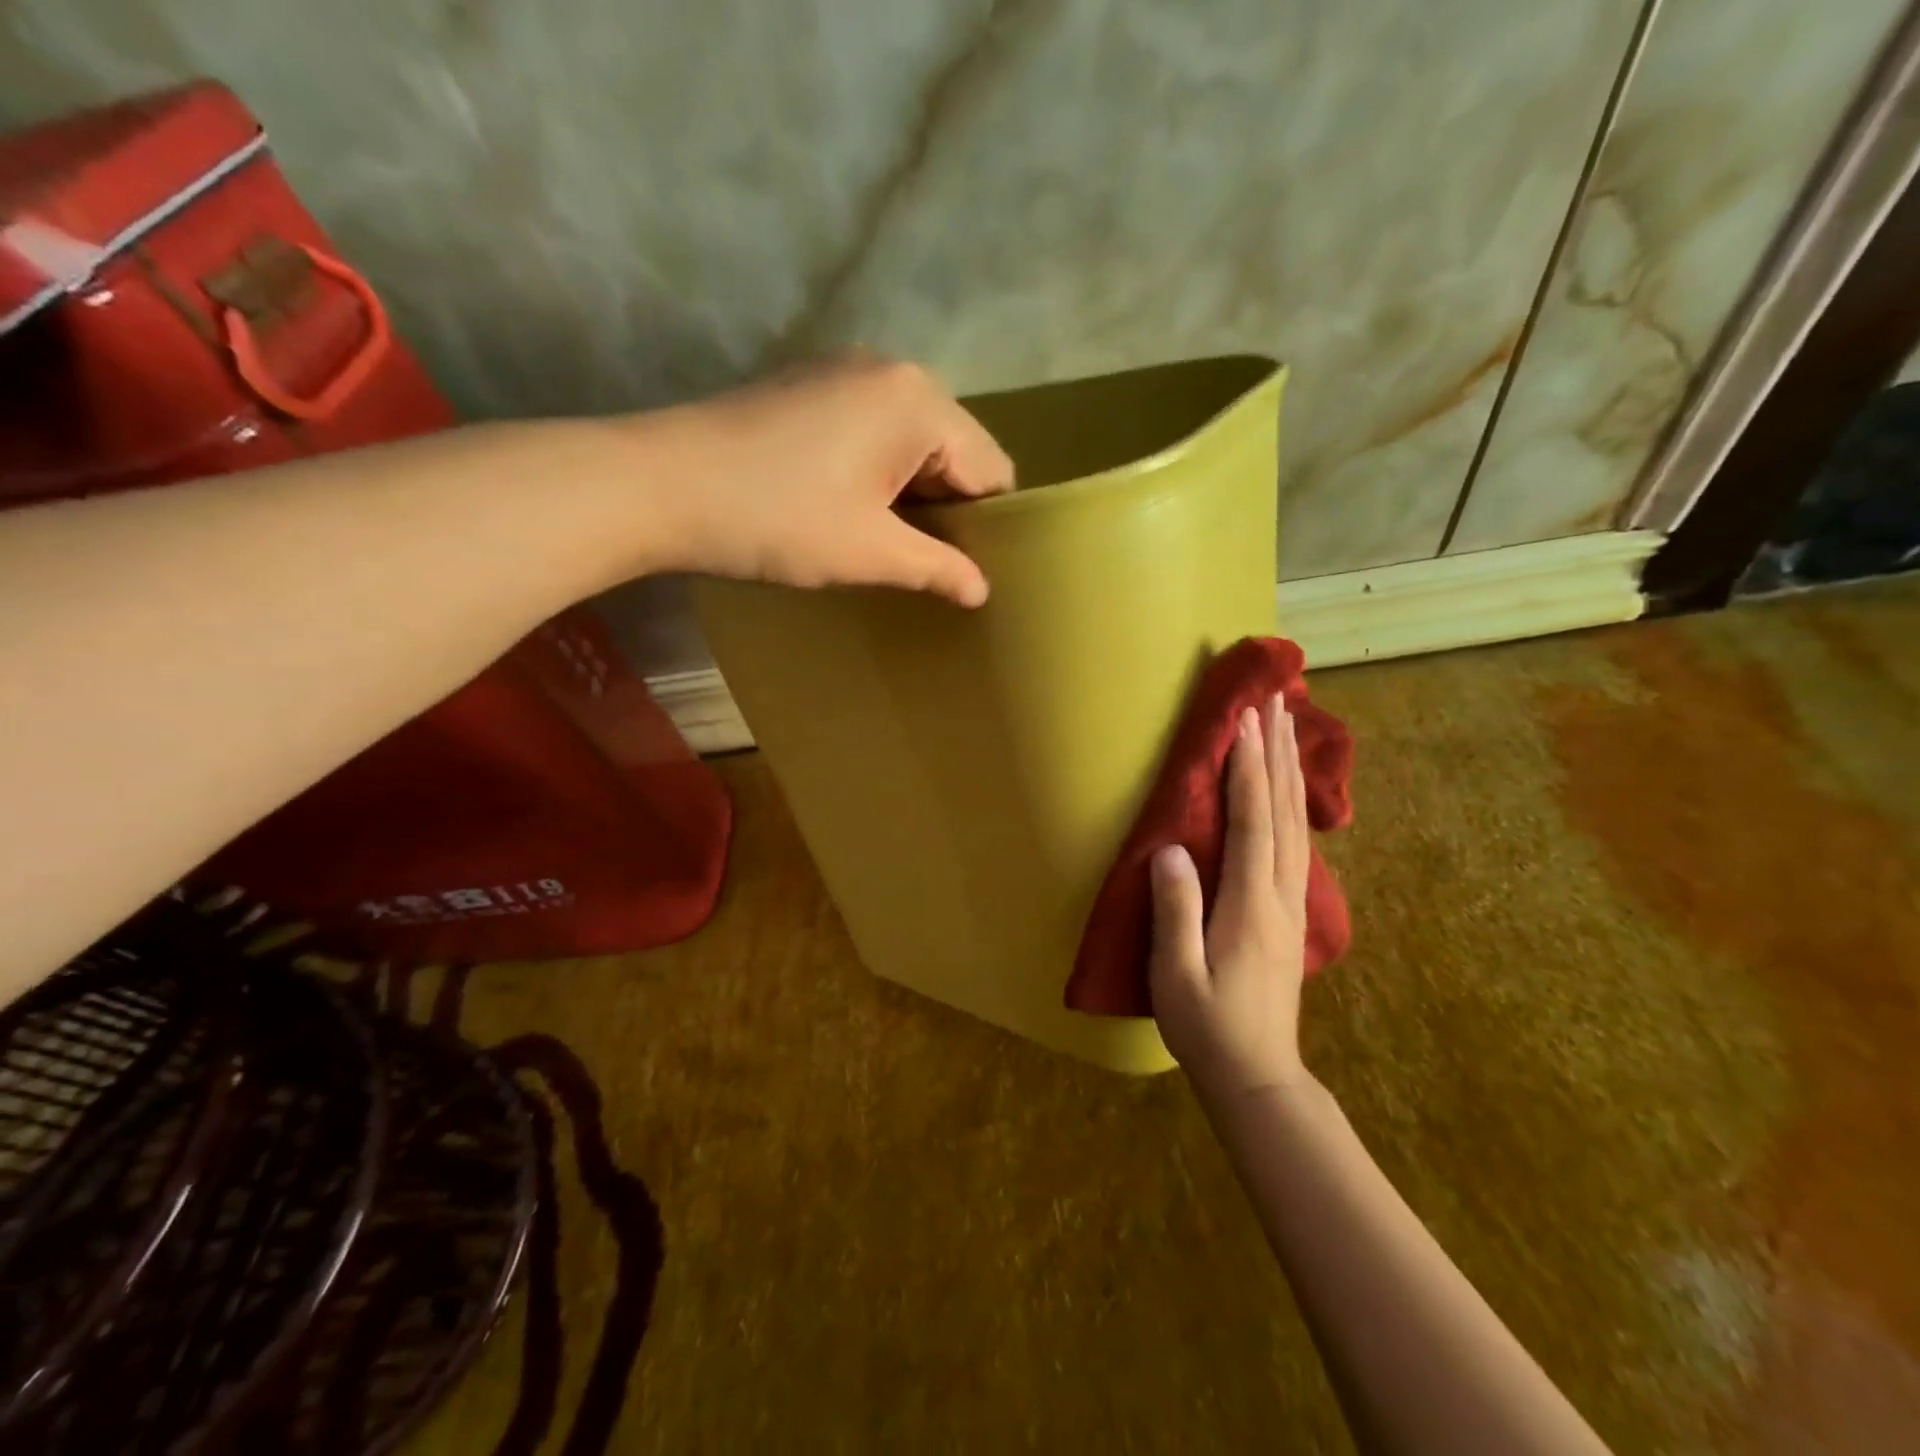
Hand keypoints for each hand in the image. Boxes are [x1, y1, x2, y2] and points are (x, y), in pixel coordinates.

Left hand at [636, 354, 1014, 605]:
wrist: (658, 486)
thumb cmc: (777, 519)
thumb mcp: (869, 552)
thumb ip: (938, 568)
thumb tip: (982, 590)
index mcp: (920, 402)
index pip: (992, 468)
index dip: (990, 526)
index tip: (972, 571)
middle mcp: (892, 371)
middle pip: (955, 450)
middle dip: (950, 509)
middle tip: (932, 567)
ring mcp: (845, 373)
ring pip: (913, 444)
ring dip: (912, 495)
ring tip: (891, 546)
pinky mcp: (810, 388)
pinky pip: (874, 433)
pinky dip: (879, 474)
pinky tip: (852, 512)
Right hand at [1150, 697, 1312, 1102]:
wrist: (1259, 1074)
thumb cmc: (1208, 1027)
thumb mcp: (1176, 975)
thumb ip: (1174, 910)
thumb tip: (1169, 849)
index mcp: (1250, 904)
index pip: (1253, 822)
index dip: (1248, 769)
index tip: (1244, 720)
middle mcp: (1280, 894)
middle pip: (1284, 811)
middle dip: (1279, 753)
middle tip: (1277, 702)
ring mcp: (1291, 903)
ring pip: (1296, 824)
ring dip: (1290, 771)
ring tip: (1288, 728)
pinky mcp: (1289, 912)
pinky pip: (1296, 842)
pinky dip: (1294, 803)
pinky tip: (1289, 790)